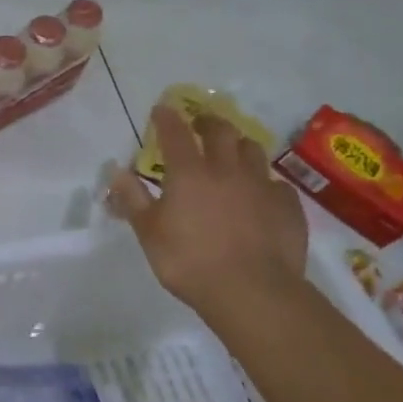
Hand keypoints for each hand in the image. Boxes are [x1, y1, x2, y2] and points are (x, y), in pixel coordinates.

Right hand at [107, 105, 307, 316]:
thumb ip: (132, 198)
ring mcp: (261, 186)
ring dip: (239, 145)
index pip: (175, 133)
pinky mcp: (288, 207)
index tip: (161, 109)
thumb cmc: (189, 261)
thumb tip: (114, 169)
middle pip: (221, 131)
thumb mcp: (148, 232)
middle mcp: (226, 169)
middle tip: (201, 124)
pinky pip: (276, 184)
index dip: (166, 118)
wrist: (253, 292)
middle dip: (208, 122)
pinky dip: (265, 183)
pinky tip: (261, 195)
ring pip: (252, 150)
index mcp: (188, 172)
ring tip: (233, 152)